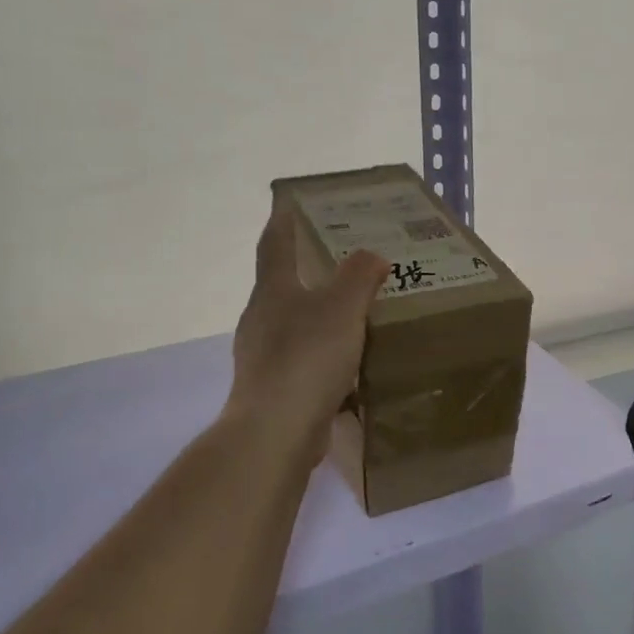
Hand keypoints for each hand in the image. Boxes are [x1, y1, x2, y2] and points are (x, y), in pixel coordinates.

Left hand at [228, 198, 388, 450]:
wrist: (276, 431)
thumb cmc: (307, 357)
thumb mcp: (342, 308)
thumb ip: (359, 277)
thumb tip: (372, 256)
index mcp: (273, 291)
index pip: (275, 245)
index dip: (283, 222)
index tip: (289, 203)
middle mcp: (261, 319)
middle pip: (281, 285)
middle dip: (307, 271)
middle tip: (341, 261)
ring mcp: (264, 356)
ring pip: (293, 325)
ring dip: (317, 317)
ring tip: (352, 314)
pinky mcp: (274, 389)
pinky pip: (303, 361)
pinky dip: (323, 356)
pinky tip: (349, 366)